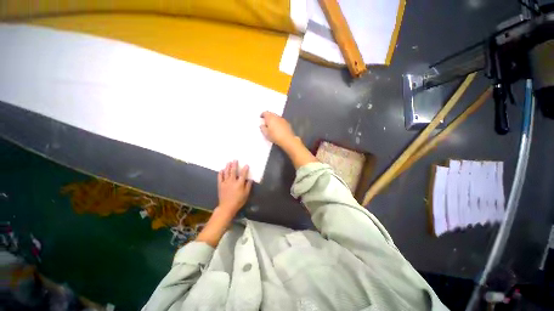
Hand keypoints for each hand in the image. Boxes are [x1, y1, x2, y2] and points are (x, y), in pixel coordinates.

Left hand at [217, 160, 251, 215]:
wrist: (227, 206)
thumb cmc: (238, 201)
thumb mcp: (246, 195)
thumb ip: (248, 187)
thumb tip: (250, 180)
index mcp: (239, 183)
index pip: (243, 174)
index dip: (245, 169)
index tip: (246, 165)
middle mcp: (232, 181)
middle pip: (233, 171)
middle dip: (234, 165)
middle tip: (235, 160)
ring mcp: (225, 182)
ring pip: (226, 172)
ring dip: (227, 167)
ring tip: (228, 162)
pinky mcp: (220, 184)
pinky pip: (220, 177)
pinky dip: (221, 173)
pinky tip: (221, 170)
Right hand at [260, 112, 296, 147]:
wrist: (287, 139)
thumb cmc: (275, 136)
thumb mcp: (265, 133)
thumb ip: (262, 128)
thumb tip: (262, 126)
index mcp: (270, 118)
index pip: (265, 113)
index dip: (262, 115)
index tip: (261, 117)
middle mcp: (276, 117)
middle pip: (271, 113)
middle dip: (268, 116)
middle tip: (265, 121)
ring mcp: (282, 119)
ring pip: (276, 117)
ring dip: (273, 119)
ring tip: (271, 125)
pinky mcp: (287, 123)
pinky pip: (281, 120)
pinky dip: (278, 122)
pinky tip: (277, 128)